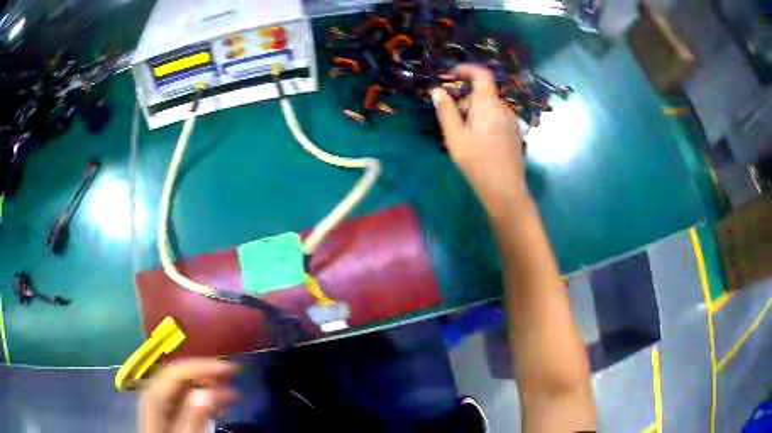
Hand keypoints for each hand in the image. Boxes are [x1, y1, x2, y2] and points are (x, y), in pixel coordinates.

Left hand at [140, 358, 238, 432]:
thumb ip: (192, 417)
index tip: (231, 369)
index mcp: (153, 396)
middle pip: (180, 374)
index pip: (177, 371)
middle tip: (234, 378)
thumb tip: (209, 392)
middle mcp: (153, 391)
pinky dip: (201, 396)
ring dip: (207, 385)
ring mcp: (158, 400)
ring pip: (183, 383)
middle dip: (208, 374)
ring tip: (230, 394)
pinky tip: (215, 405)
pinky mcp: (165, 409)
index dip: (204, 366)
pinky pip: (183, 395)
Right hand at [431, 64, 526, 214]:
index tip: (452, 74)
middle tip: (452, 124)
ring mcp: (512, 122)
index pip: (482, 75)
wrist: (505, 191)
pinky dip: (484, 122)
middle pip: (482, 95)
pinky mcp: (515, 134)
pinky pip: (497, 119)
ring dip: (474, 114)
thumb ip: (445, 111)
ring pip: (489, 108)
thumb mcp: (455, 137)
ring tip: (464, 139)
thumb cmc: (477, 163)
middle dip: (465, 102)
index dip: (467, 69)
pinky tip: (479, 144)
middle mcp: (504, 109)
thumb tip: (436, 91)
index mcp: (489, 105)